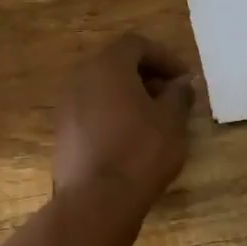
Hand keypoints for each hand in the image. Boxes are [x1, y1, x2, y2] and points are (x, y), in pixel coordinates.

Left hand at [53, 34, 195, 210]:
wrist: (96, 200)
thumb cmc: (140, 152)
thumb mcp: (171, 121)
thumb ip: (178, 95)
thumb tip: (182, 83)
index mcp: (107, 66)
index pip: (136, 44)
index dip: (164, 57)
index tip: (184, 78)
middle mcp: (81, 78)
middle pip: (116, 64)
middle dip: (146, 76)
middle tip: (172, 96)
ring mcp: (67, 106)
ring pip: (102, 89)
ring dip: (129, 96)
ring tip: (155, 119)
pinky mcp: (62, 132)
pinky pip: (91, 111)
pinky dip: (112, 115)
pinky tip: (131, 138)